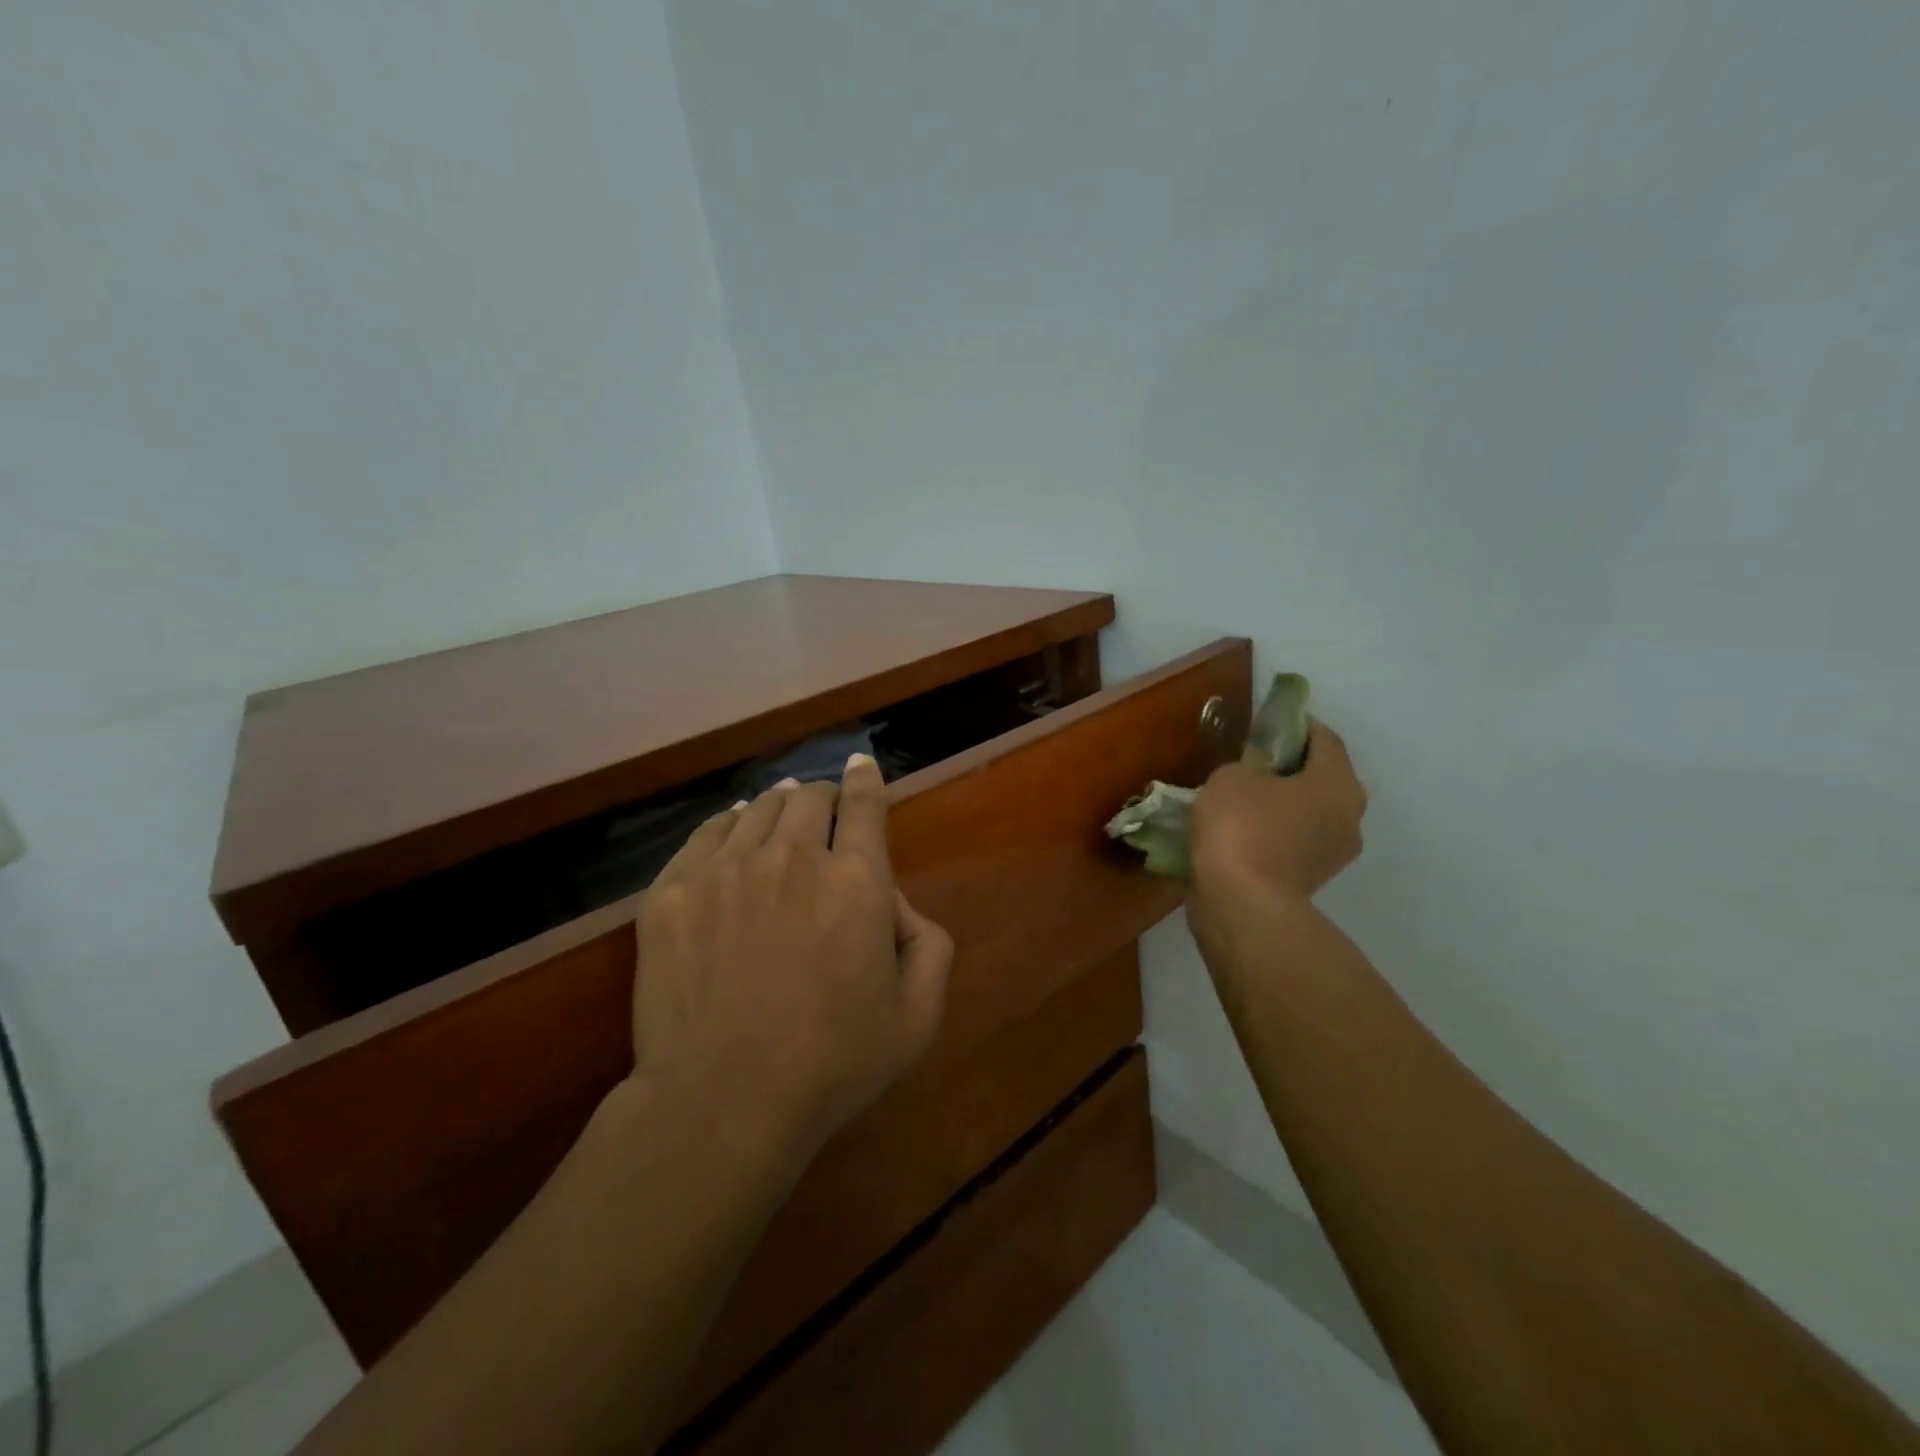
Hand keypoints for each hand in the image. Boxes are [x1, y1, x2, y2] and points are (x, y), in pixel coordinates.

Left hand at [626, 755, 952, 1170]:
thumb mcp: (917, 1017)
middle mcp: (792, 857)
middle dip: (823, 797)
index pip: (864, 804)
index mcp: (856, 880)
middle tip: (823, 811)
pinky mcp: (672, 892)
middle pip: (809, 798)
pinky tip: (732, 830)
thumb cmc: (831, 1066)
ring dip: (778, 806)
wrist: (721, 1104)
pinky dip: (727, 823)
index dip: (865, 778)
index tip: (861, 763)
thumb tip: (898, 905)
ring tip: (780, 813)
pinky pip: (706, 833)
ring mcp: (725, 870)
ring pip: (757, 809)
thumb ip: (930, 946)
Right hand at [1189, 719, 1367, 906]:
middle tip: (1251, 762)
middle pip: (1321, 777)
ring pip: (1308, 812)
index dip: (1296, 724)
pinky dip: (1274, 833)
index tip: (1267, 722)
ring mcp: (1334, 853)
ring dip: (1282, 803)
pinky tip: (1241, 832)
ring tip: (1241, 800)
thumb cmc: (1242, 827)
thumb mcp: (1232, 777)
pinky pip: (1294, 841)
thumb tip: (1257, 771)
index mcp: (1339, 782)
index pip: (1324, 739)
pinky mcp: (1312, 880)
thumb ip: (1248, 764)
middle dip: (1289, 767)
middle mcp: (1349, 815)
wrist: (1242, 905)